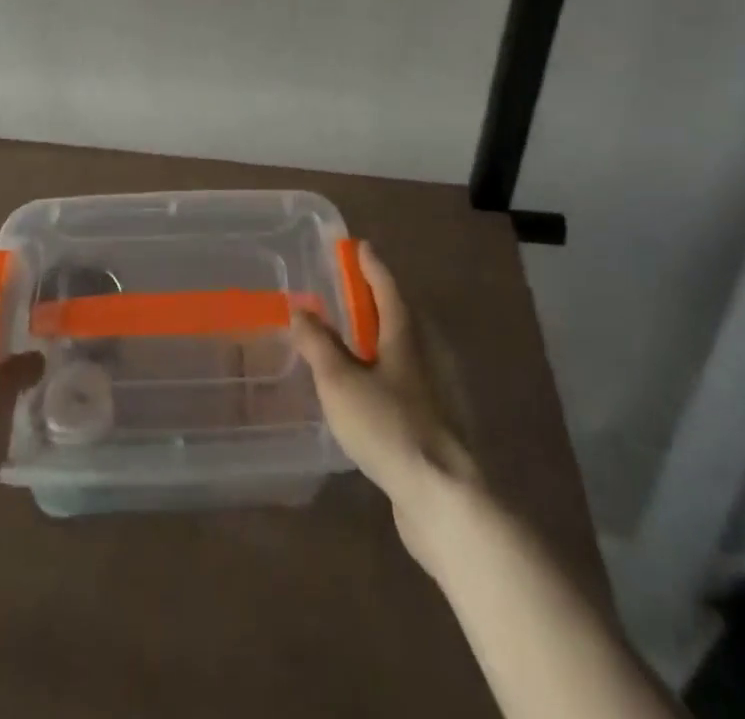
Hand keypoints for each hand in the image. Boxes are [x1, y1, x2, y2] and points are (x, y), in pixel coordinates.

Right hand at [292, 241, 480, 562]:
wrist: (444, 498)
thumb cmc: (389, 427)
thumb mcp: (340, 382)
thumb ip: (318, 344)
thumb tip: (301, 310)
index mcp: (406, 335)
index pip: (387, 286)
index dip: (370, 265)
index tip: (358, 245)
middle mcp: (425, 354)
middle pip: (399, 315)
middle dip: (373, 300)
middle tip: (346, 292)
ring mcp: (435, 390)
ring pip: (402, 350)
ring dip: (377, 338)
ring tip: (348, 340)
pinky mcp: (435, 422)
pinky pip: (403, 380)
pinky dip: (382, 371)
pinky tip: (366, 391)